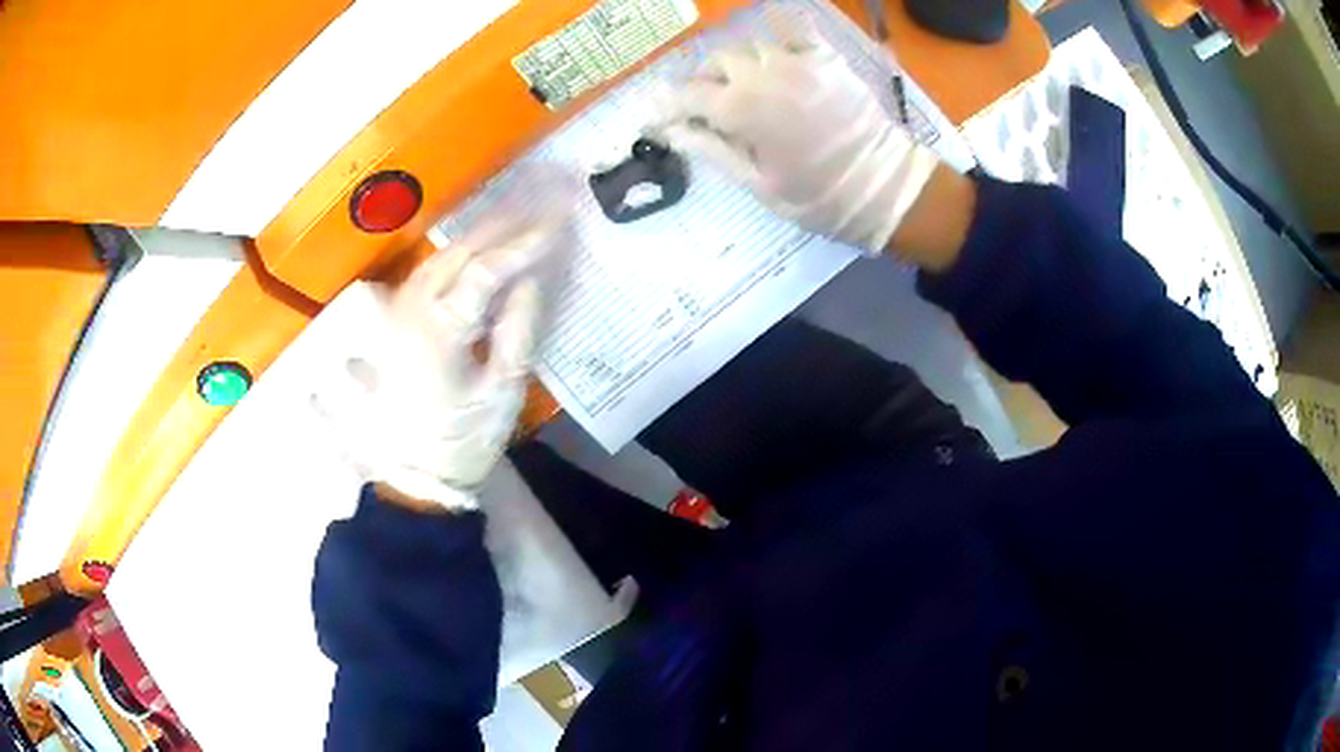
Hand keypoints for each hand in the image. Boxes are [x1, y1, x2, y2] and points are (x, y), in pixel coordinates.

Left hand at [317, 210, 572, 510]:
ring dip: (480, 230)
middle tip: (544, 195)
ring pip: (441, 256)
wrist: (416, 475)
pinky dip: (458, 251)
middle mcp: (411, 311)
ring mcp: (399, 313)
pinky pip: (428, 272)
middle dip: (505, 220)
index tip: (561, 219)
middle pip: (460, 252)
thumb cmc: (463, 440)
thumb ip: (517, 329)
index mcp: (438, 332)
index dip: (526, 242)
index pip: (487, 271)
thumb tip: (532, 277)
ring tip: (518, 209)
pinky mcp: (397, 320)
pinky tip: (477, 241)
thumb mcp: (502, 392)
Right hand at [657, 24, 940, 254]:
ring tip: (746, 88)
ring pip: (749, 48)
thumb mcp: (756, 183)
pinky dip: (777, 39)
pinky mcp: (827, 58)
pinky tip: (776, 59)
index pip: (688, 95)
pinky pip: (793, 31)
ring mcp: (799, 61)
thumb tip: (671, 130)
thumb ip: (711, 148)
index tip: (660, 116)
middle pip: (716, 63)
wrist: (886, 189)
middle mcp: (764, 75)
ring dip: (739, 65)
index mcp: (743, 110)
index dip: (669, 105)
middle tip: (711, 108)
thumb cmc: (818, 198)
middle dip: (705, 83)